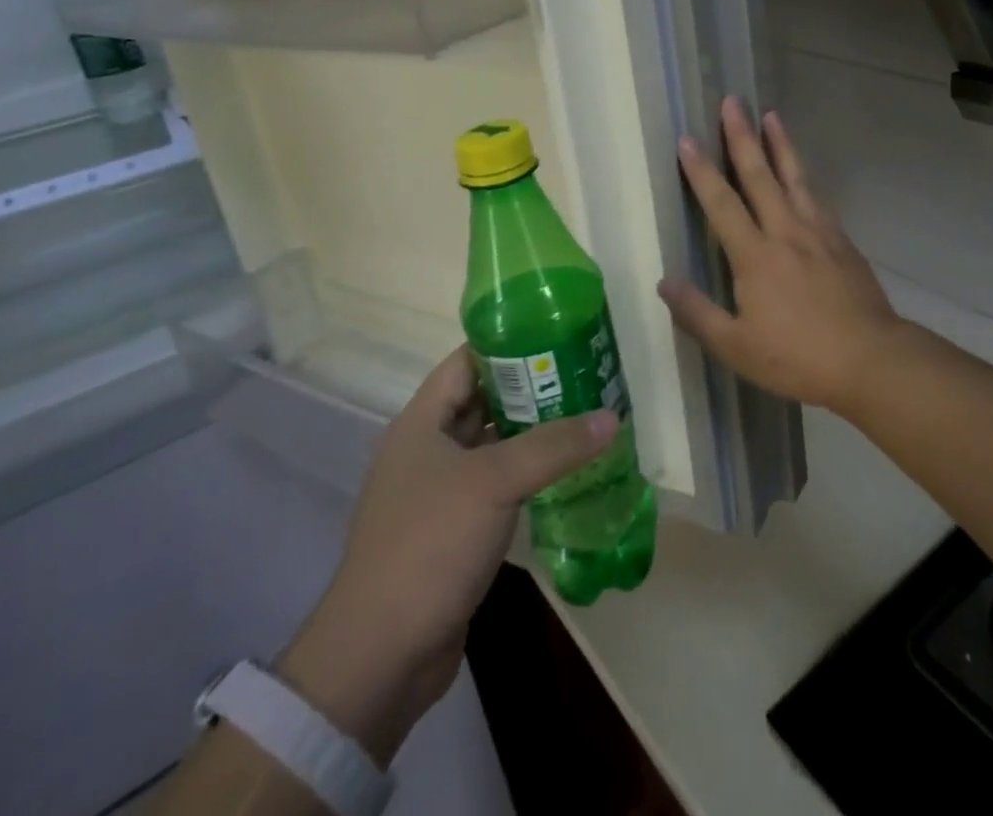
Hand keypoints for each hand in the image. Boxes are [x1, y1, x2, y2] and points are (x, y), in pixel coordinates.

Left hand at [276, 347, 615, 763]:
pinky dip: (529, 476)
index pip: (466, 362)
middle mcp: (427, 450)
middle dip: (532, 389)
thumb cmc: (429, 545)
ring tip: (586, 416)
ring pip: (494, 446)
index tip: (558, 335)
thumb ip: (554, 446)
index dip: (508, 344)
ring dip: (534, 434)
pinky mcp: (454, 531)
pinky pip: (498, 487)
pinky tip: (567, 473)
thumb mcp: (494, 482)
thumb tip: (611, 417)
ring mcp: (440, 493)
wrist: (381, 657)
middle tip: (585, 375)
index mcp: (421, 423)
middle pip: (484, 402)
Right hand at [658, 96, 904, 412]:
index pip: (721, 203)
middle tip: (732, 102)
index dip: (701, 171)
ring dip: (780, 144)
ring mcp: (818, 232)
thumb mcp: (737, 347)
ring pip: (795, 177)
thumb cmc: (798, 357)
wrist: (870, 359)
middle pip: (760, 175)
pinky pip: (818, 197)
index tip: (687, 139)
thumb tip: (663, 281)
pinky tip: (803, 172)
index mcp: (755, 256)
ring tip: (771, 115)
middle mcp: (785, 232)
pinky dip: (805, 176)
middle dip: (741, 137)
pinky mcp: (842, 241)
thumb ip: (697, 313)